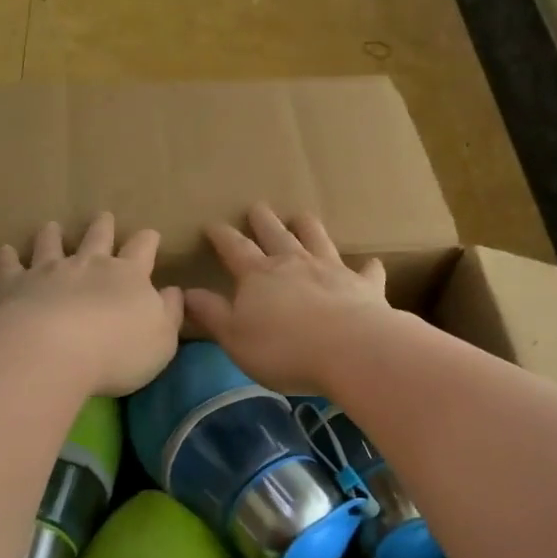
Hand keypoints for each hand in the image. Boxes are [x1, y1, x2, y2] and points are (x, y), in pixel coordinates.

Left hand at [0, 213, 184, 395]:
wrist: (54, 351)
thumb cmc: (119, 351)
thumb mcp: (162, 339)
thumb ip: (170, 313)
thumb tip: (174, 292)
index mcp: (129, 276)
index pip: (143, 249)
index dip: (148, 240)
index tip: (150, 235)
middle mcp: (89, 265)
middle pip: (97, 237)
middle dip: (103, 226)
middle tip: (103, 216)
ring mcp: (49, 272)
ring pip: (51, 244)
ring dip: (52, 235)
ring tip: (51, 226)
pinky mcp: (15, 286)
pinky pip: (10, 266)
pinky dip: (7, 257)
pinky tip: (5, 251)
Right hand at [184, 204, 398, 394]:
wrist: (351, 350)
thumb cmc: (284, 349)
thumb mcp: (235, 338)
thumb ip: (212, 314)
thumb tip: (186, 293)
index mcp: (259, 275)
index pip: (234, 248)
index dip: (222, 236)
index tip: (212, 224)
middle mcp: (294, 263)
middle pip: (275, 234)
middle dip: (263, 221)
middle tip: (257, 207)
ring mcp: (331, 270)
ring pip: (317, 239)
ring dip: (307, 227)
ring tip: (301, 217)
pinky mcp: (364, 286)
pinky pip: (366, 272)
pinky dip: (367, 267)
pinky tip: (371, 264)